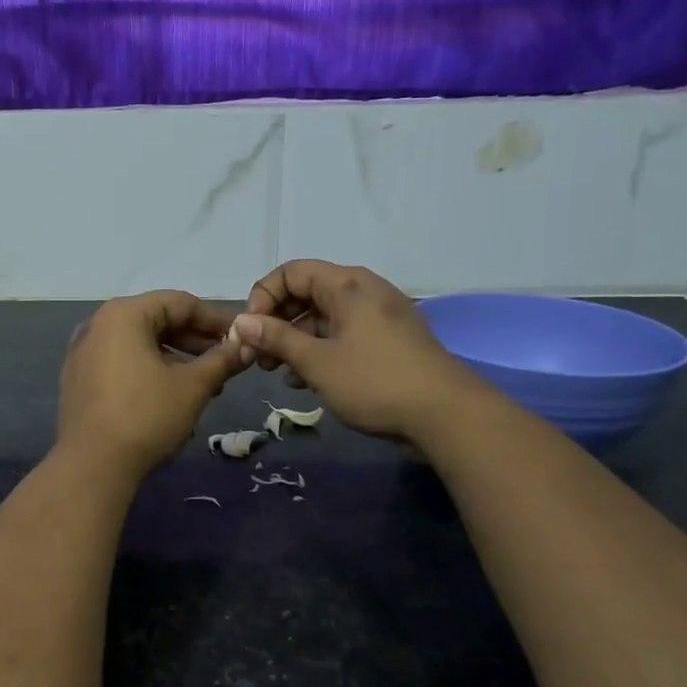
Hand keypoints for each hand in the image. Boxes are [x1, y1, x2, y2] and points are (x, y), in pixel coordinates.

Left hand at [57, 291, 244, 478]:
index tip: (242, 338)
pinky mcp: (78, 378)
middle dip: (195, 341)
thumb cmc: (146, 416)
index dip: (215, 319)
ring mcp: (83, 352)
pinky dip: (149, 370)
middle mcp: (98, 324)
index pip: (179, 302)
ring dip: (175, 359)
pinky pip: (121, 362)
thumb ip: (222, 360)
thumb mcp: (193, 386)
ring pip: (140, 343)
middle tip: (226, 363)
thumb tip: (247, 345)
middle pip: (157, 320)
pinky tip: (171, 395)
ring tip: (205, 385)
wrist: (92, 465)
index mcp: (123, 314)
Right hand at [229, 260, 483, 441]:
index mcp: (347, 285)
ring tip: (278, 372)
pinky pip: (343, 333)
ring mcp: (379, 315)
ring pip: (323, 316)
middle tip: (258, 356)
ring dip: (295, 339)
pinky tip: (306, 380)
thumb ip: (276, 338)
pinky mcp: (388, 340)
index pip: (291, 272)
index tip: (250, 331)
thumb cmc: (374, 382)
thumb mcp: (316, 361)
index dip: (263, 296)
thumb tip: (240, 322)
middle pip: (306, 293)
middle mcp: (364, 291)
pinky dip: (319, 349)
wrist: (446, 415)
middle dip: (276, 322)